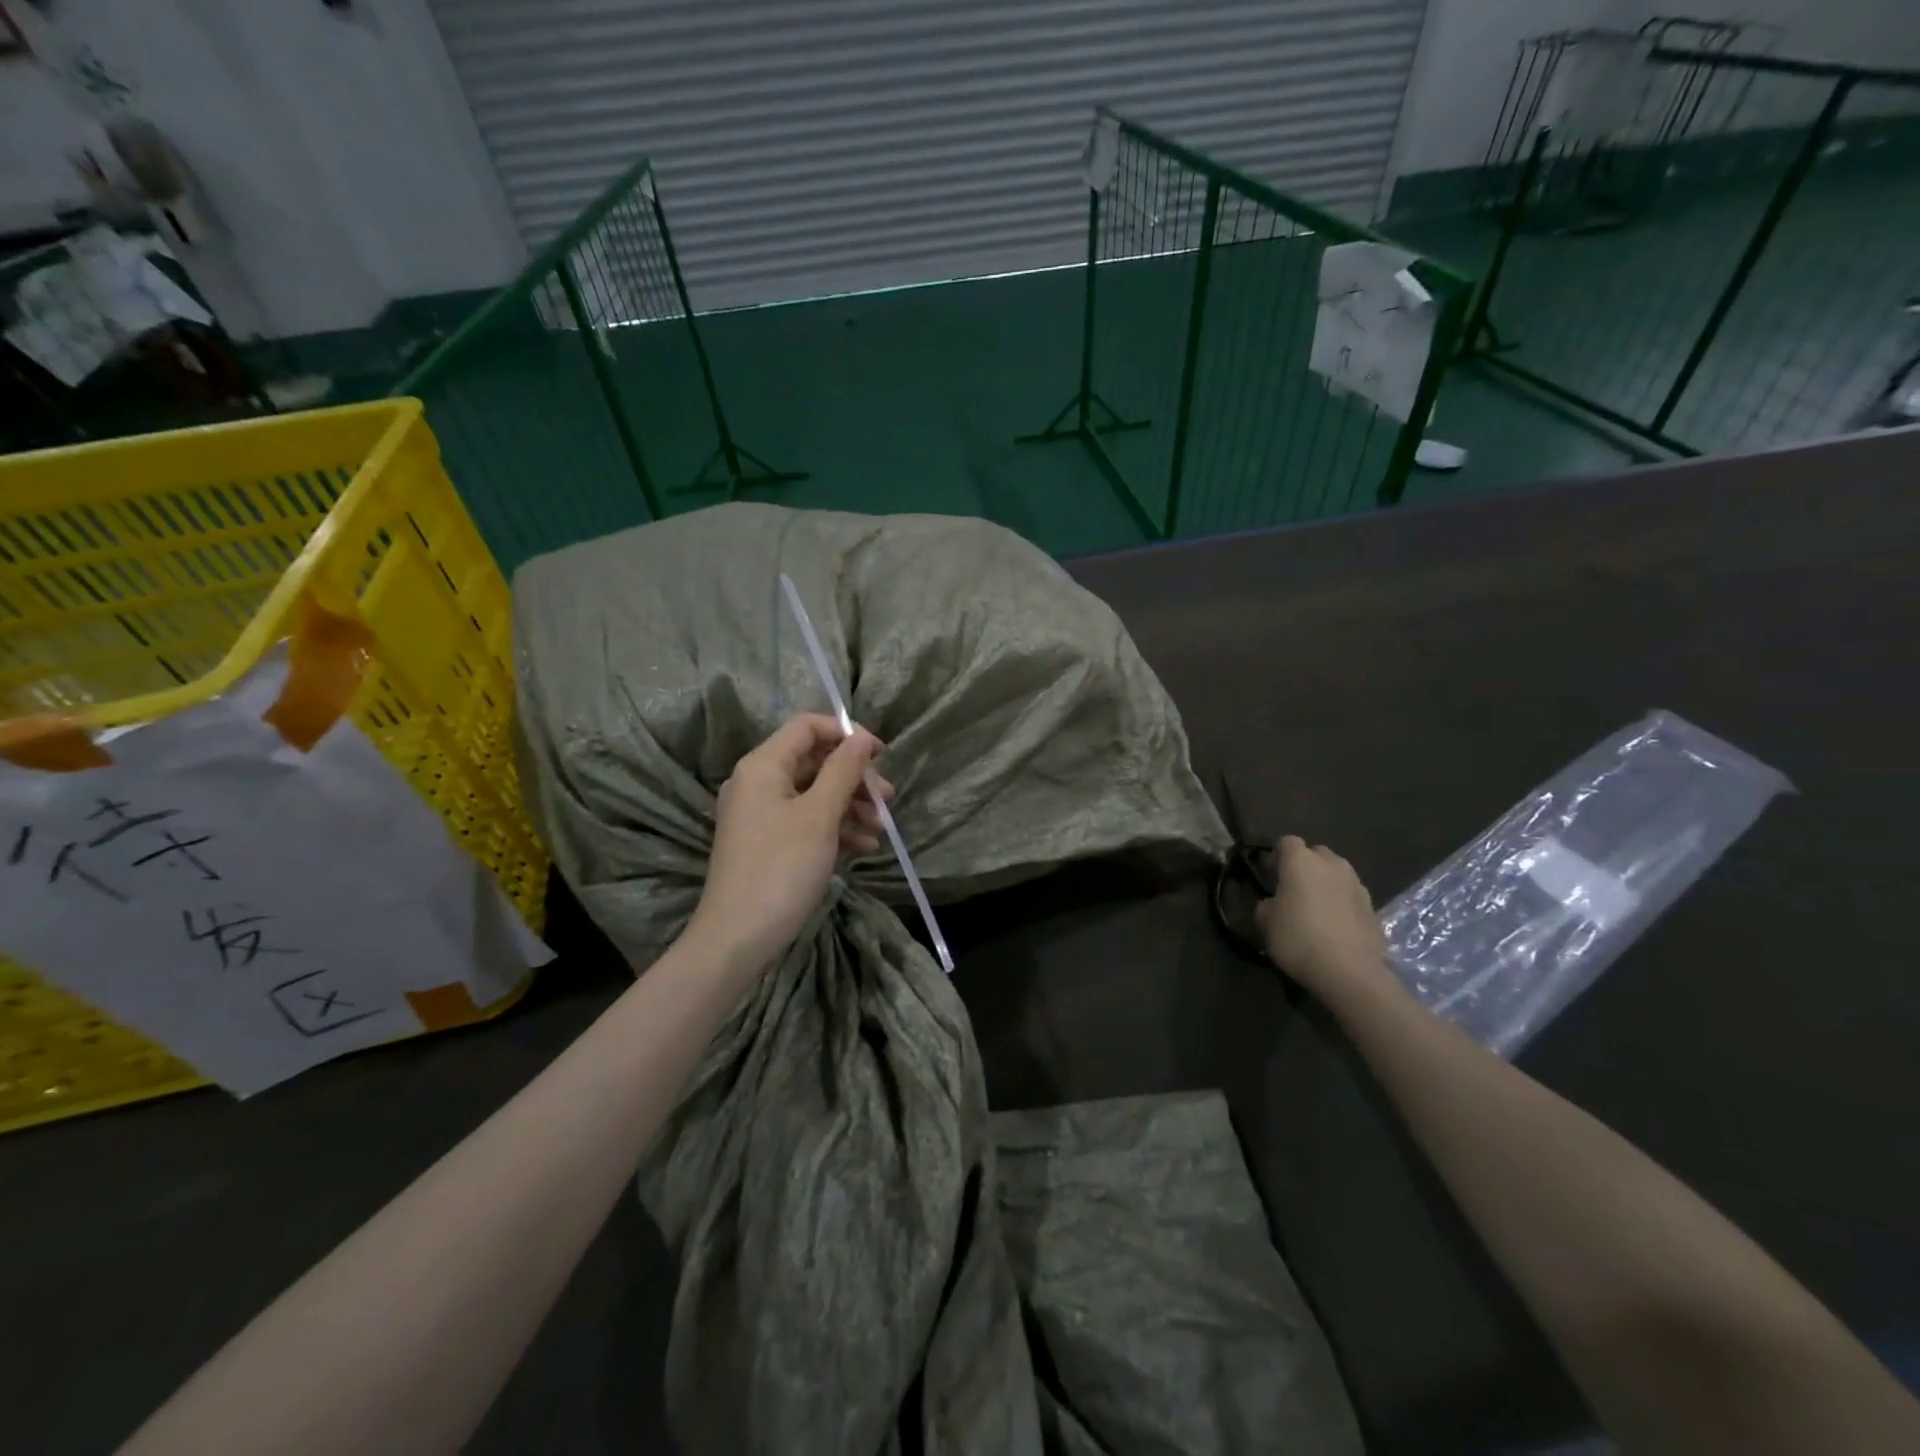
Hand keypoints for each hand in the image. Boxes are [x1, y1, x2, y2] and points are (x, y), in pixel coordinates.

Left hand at [686, 714, 891, 974]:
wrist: (737, 938)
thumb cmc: (781, 869)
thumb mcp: (820, 816)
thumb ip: (843, 771)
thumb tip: (861, 738)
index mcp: (763, 766)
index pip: (807, 727)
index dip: (846, 733)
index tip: (881, 755)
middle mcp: (757, 782)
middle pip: (814, 761)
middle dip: (854, 777)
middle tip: (887, 798)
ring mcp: (760, 814)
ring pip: (813, 793)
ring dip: (850, 806)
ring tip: (881, 829)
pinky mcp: (766, 842)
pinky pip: (805, 821)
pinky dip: (834, 828)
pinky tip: (863, 848)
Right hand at [1256, 836, 1388, 993]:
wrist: (1349, 972)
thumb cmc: (1298, 939)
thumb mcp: (1265, 921)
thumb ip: (1267, 903)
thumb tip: (1274, 902)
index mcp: (1301, 860)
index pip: (1286, 842)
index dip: (1276, 857)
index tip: (1270, 877)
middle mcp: (1332, 863)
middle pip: (1315, 854)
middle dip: (1304, 867)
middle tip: (1294, 892)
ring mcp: (1356, 883)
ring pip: (1336, 874)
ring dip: (1325, 885)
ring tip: (1316, 910)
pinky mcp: (1373, 906)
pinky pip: (1350, 896)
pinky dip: (1342, 904)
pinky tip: (1335, 927)